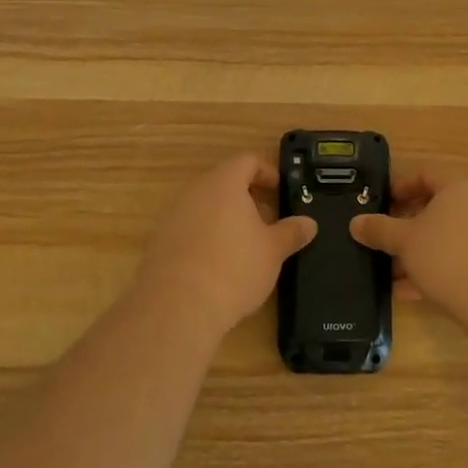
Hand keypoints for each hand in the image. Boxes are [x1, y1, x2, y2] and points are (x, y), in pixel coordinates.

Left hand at [138, 153, 316, 336]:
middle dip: (247, 198)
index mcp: (224, 182)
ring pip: (205, 205)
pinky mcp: (159, 241)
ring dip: (226, 218)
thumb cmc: (234, 268)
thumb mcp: (273, 251)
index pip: (247, 160)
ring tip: (245, 246)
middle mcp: (195, 190)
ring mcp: (172, 215)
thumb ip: (292, 232)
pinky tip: (217, 264)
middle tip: (268, 221)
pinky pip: (188, 228)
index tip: (281, 191)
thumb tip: (309, 223)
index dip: (268, 172)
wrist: (177, 306)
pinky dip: (205, 237)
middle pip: (224, 182)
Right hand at [350, 169, 467, 327]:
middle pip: (437, 208)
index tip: (381, 204)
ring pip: (447, 238)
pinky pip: (461, 260)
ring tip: (393, 274)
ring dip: (419, 253)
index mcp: (459, 187)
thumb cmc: (448, 256)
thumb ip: (379, 229)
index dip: (400, 186)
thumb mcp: (404, 241)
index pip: (426, 173)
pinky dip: (437, 271)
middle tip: (384, 241)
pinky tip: (412, 293)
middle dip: (407, 226)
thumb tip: (356, 222)